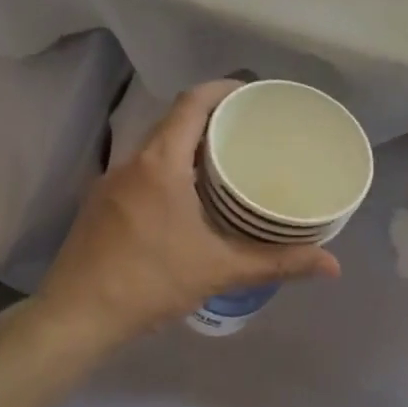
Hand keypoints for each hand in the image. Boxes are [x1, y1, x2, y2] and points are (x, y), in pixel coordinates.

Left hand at [35, 81, 340, 351]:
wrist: (74, 317)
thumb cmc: (148, 283)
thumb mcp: (217, 271)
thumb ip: (276, 263)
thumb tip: (333, 266)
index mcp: (160, 163)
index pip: (191, 103)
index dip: (222, 89)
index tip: (251, 94)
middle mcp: (132, 162)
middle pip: (173, 121)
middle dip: (211, 119)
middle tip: (249, 132)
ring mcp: (110, 182)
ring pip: (155, 147)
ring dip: (187, 146)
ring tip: (224, 162)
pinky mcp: (99, 203)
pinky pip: (141, 170)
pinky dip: (168, 169)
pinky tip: (186, 198)